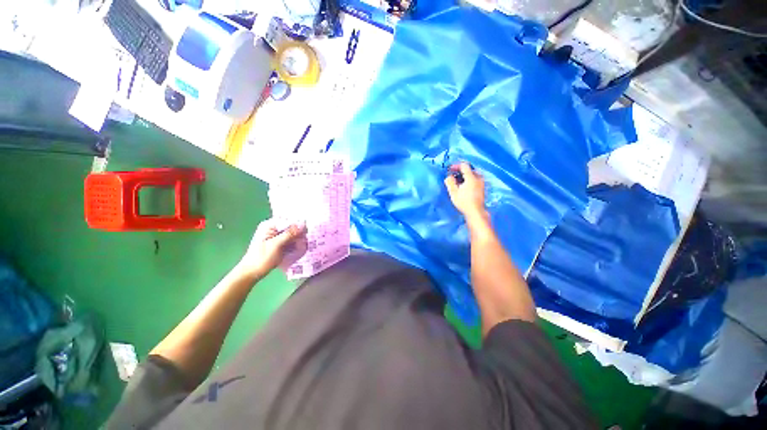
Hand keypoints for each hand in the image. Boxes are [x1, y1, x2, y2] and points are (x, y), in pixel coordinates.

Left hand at [238, 219, 307, 278]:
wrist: (252, 273)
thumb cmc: (261, 258)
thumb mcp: (276, 244)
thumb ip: (289, 234)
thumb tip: (303, 224)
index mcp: (270, 225)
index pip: (288, 220)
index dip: (299, 224)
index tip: (308, 230)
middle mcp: (274, 229)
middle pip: (292, 227)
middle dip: (300, 234)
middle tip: (306, 240)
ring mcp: (277, 237)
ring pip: (293, 235)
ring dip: (299, 240)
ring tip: (303, 246)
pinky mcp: (280, 244)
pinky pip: (291, 241)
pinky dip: (296, 245)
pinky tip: (300, 249)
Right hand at [444, 162, 487, 222]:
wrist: (475, 211)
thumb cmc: (464, 202)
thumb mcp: (453, 192)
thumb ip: (450, 182)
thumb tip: (449, 176)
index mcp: (471, 177)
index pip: (464, 165)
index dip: (456, 166)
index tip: (449, 170)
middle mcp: (478, 178)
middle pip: (469, 169)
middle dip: (460, 170)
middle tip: (453, 175)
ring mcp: (481, 182)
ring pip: (472, 174)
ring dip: (464, 175)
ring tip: (457, 181)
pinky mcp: (482, 187)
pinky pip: (475, 178)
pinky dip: (468, 179)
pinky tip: (463, 185)